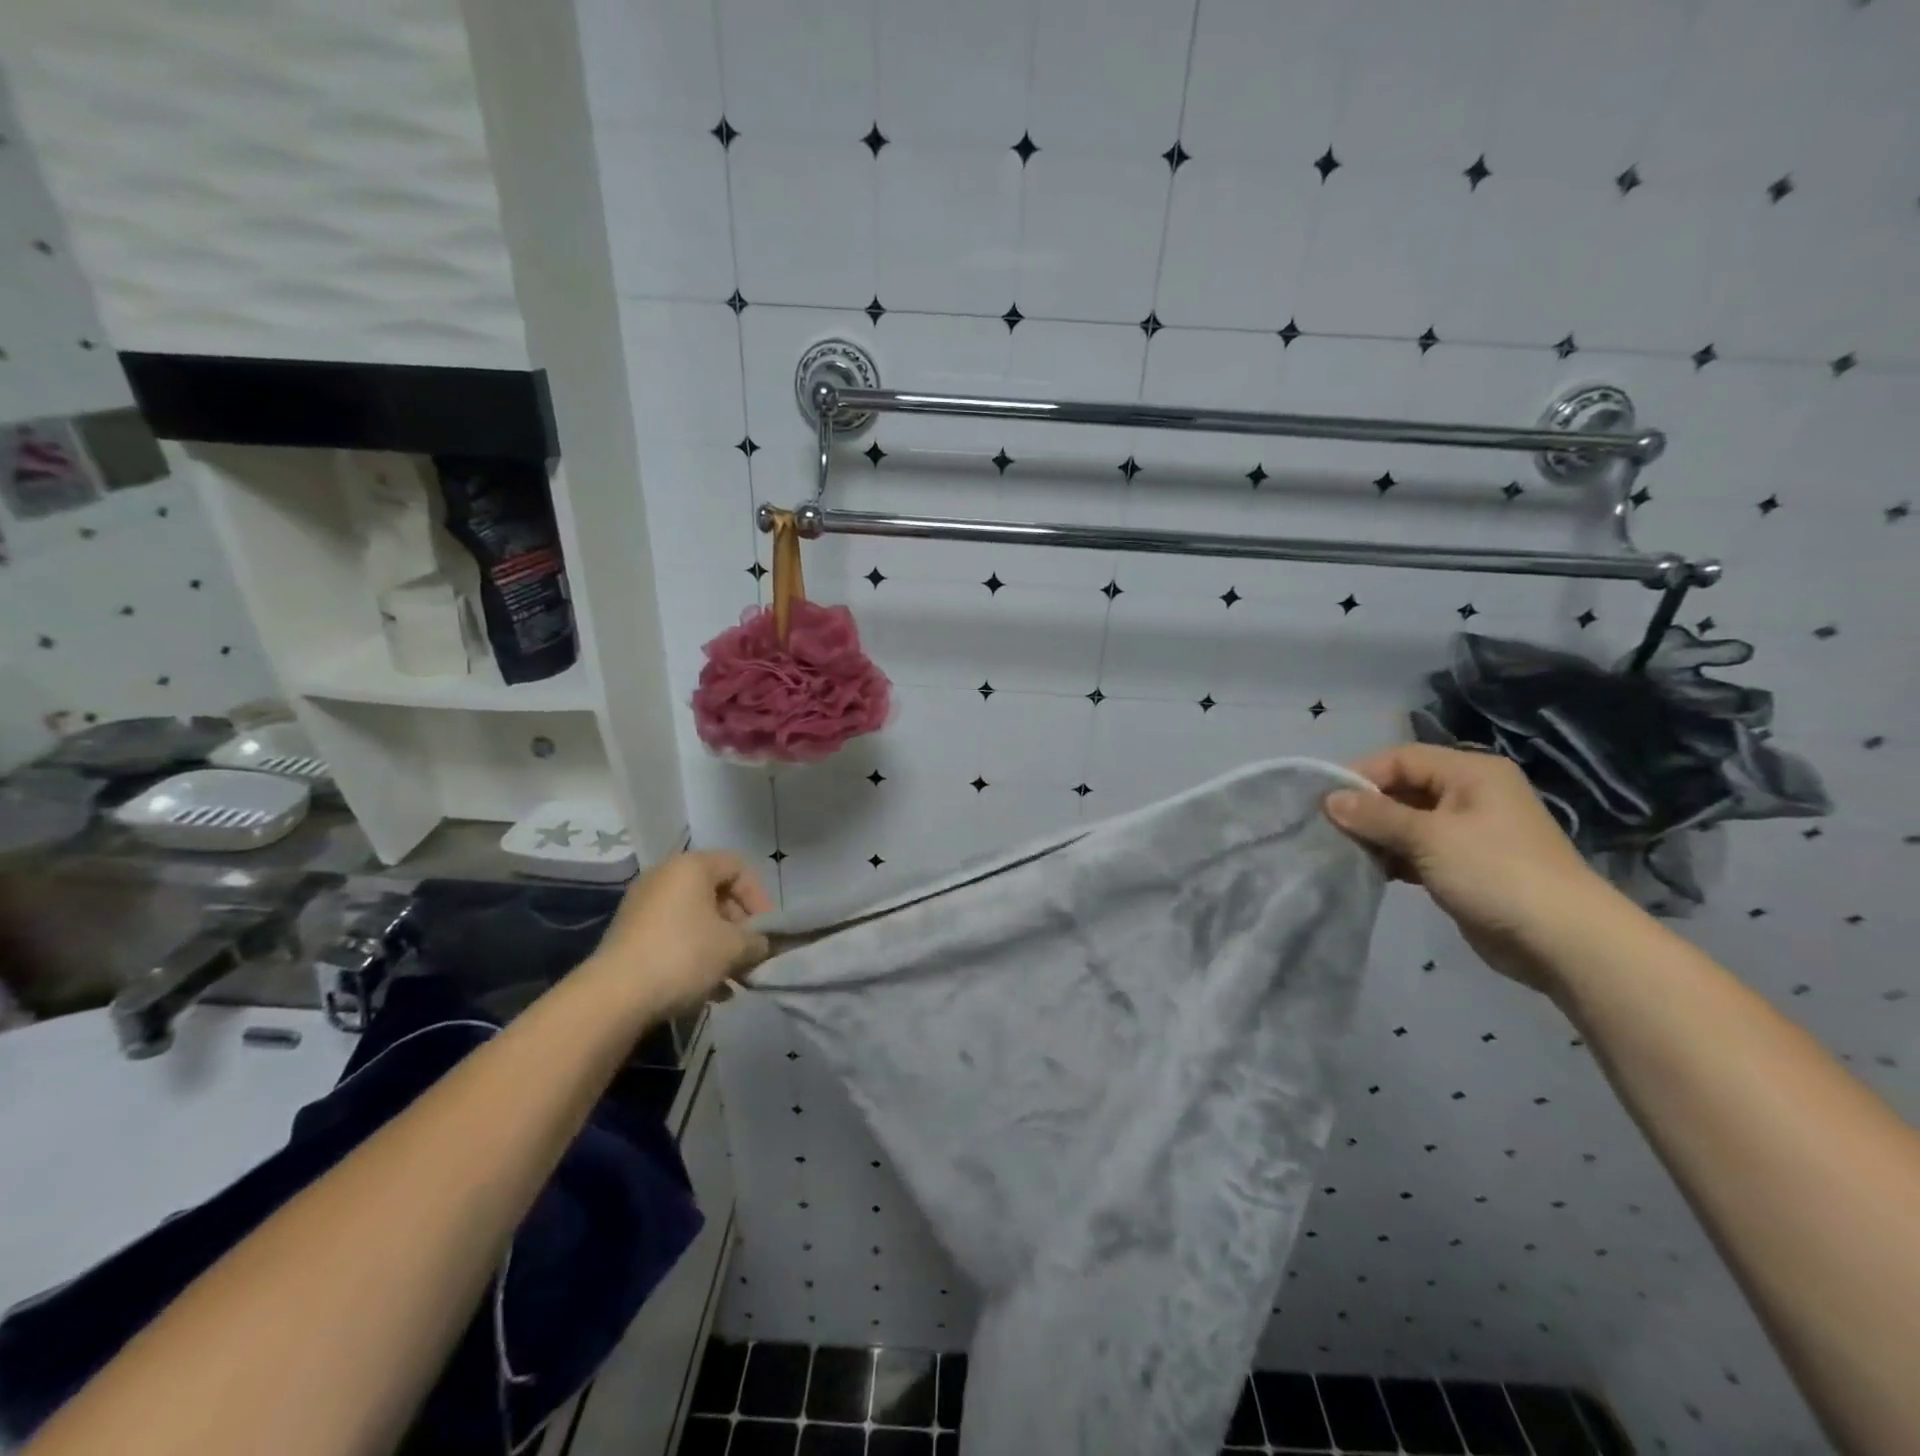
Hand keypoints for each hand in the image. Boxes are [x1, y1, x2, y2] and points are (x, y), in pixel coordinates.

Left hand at [582, 851, 773, 1015]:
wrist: (614, 996)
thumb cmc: (683, 956)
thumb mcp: (734, 948)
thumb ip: (757, 941)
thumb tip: (762, 945)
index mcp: (691, 866)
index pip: (738, 867)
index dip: (759, 897)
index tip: (766, 931)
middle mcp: (664, 876)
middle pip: (716, 893)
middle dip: (738, 925)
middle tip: (749, 954)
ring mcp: (643, 905)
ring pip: (695, 918)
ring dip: (719, 944)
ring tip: (731, 978)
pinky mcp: (629, 934)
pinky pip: (674, 935)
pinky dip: (694, 954)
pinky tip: (707, 989)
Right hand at [1323, 743, 1620, 992]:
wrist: (1563, 941)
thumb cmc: (1495, 872)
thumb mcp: (1428, 837)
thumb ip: (1376, 815)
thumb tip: (1329, 799)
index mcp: (1471, 773)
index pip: (1401, 758)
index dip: (1361, 775)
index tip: (1325, 802)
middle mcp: (1471, 794)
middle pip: (1404, 788)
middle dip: (1367, 808)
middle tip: (1331, 831)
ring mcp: (1470, 831)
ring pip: (1408, 821)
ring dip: (1378, 835)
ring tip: (1348, 853)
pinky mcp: (1466, 865)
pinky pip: (1419, 850)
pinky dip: (1395, 857)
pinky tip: (1374, 872)